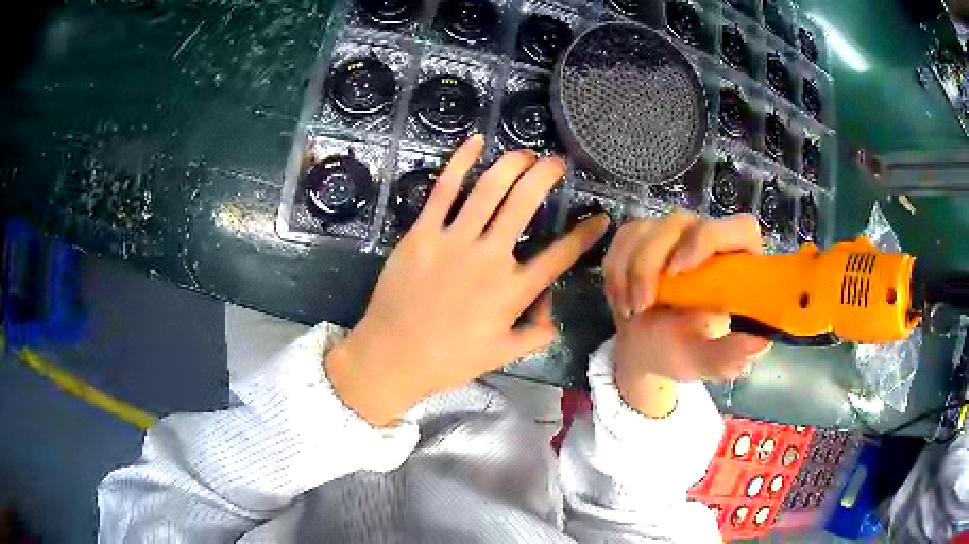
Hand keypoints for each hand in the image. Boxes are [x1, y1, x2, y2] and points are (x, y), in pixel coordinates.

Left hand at [326, 136, 609, 425]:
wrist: (392, 356)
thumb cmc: (448, 360)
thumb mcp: (503, 355)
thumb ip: (537, 334)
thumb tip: (553, 312)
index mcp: (513, 291)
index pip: (561, 255)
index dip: (586, 234)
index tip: (601, 217)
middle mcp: (490, 259)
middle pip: (525, 204)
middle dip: (546, 176)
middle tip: (557, 162)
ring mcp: (454, 242)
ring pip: (489, 190)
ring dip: (512, 164)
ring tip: (526, 153)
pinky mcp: (422, 233)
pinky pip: (444, 190)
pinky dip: (460, 162)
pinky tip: (476, 141)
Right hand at [603, 211, 770, 416]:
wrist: (645, 349)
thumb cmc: (682, 352)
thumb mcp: (706, 361)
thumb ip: (729, 355)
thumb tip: (759, 342)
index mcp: (739, 263)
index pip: (740, 228)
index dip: (709, 239)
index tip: (679, 272)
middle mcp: (709, 238)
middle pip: (680, 223)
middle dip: (651, 263)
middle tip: (641, 305)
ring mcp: (676, 232)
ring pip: (647, 228)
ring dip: (629, 272)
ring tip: (631, 311)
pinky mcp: (646, 234)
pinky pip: (624, 237)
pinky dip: (615, 270)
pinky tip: (620, 298)